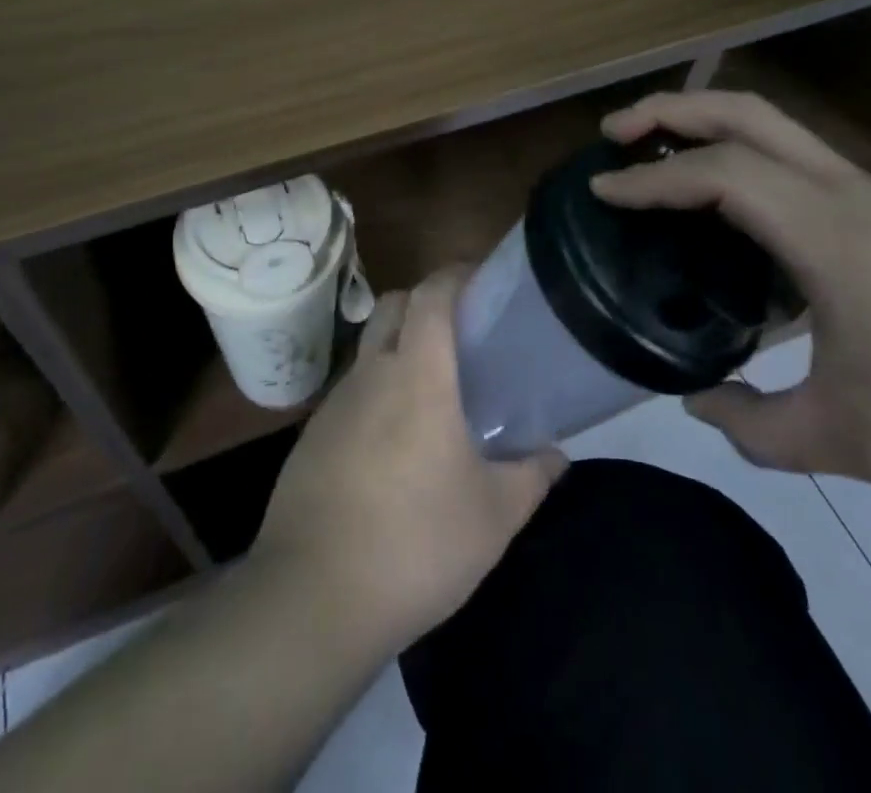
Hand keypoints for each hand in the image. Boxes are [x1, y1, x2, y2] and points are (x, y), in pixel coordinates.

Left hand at [250, 267, 565, 653]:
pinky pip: (350, 393)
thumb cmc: (417, 543)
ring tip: (432, 394)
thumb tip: (558, 455)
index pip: (431, 294)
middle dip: (424, 302)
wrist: (314, 595)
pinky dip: (375, 394)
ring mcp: (334, 403)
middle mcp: (371, 373)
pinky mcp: (311, 435)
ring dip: (398, 350)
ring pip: (369, 348)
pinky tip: (393, 444)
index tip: (480, 279)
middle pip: (393, 306)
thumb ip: (532, 477)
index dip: (454, 274)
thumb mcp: (493, 517)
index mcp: (416, 374)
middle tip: (460, 334)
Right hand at [589, 90, 870, 507]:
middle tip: (614, 132)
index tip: (598, 190)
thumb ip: (756, 426)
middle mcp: (851, 194)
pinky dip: (746, 164)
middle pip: (749, 112)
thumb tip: (697, 401)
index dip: (649, 178)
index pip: (721, 174)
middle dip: (671, 110)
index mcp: (833, 234)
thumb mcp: (852, 442)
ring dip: (709, 128)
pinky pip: (802, 166)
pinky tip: (733, 219)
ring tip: (658, 160)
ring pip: (779, 130)